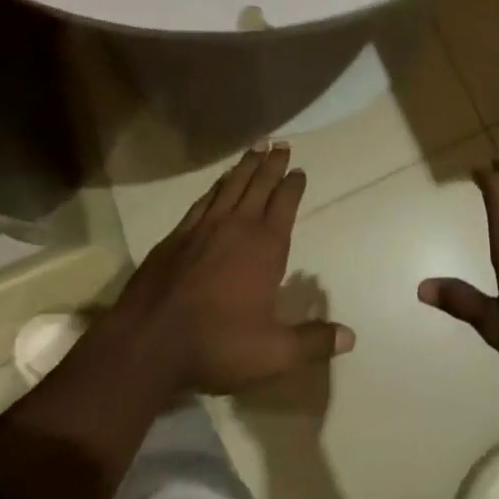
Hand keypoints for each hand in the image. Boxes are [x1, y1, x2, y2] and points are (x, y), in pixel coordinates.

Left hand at [103, 142, 354, 394]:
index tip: (299, 170)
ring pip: (232, 184)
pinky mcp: (178, 234)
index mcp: (266, 245)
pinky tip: (219, 181)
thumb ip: (312, 343)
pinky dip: (217, 185)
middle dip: (273, 163)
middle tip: (281, 144)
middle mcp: (238, 225)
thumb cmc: (217, 344)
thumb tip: (351, 337)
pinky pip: (204, 199)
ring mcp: (205, 226)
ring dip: (246, 165)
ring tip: (257, 146)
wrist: (148, 343)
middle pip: (260, 184)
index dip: (293, 184)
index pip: (285, 203)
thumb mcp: (272, 354)